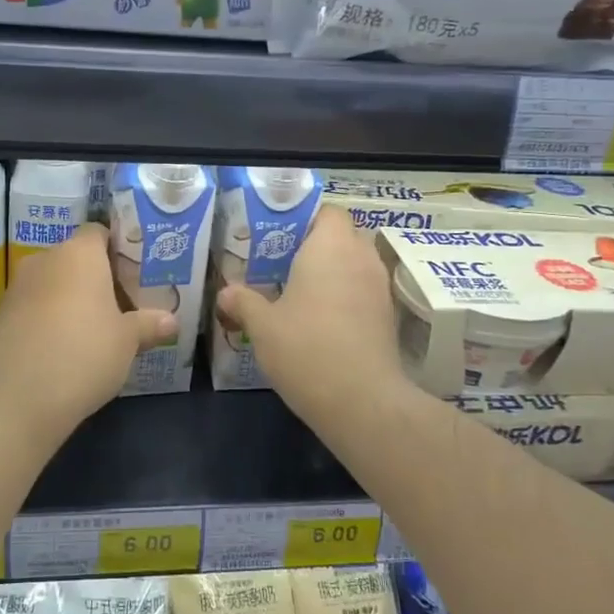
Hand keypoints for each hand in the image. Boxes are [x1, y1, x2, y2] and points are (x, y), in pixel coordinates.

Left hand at [0, 223, 175, 441]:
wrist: (18, 398)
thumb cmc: (84, 353)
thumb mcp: (128, 341)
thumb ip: (149, 324)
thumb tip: (171, 320)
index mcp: (79, 253)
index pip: (99, 232)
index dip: (118, 249)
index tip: (135, 274)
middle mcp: (45, 260)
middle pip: (75, 259)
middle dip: (97, 278)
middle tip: (123, 305)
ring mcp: (17, 288)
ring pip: (53, 283)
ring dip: (71, 299)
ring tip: (95, 329)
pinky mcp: (1, 317)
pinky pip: (34, 307)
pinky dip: (49, 319)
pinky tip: (65, 348)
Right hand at [215, 209, 408, 425]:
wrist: (361, 400)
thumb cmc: (306, 349)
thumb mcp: (263, 326)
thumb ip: (244, 302)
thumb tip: (225, 291)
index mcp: (330, 247)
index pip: (328, 212)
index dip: (306, 219)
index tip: (280, 237)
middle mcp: (361, 258)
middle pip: (342, 236)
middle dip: (316, 246)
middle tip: (283, 264)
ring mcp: (379, 288)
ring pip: (355, 265)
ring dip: (332, 273)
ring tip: (299, 293)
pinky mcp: (388, 317)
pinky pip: (363, 291)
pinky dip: (345, 297)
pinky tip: (320, 321)